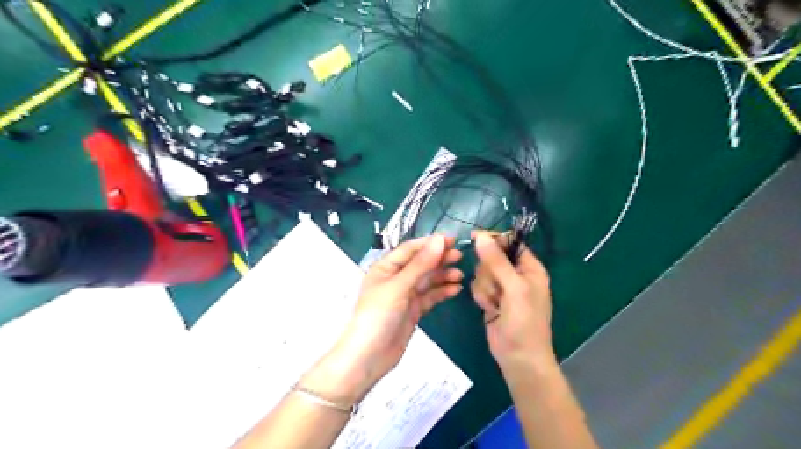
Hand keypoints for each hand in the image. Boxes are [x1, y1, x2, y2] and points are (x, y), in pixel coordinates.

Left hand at [311, 236, 466, 402]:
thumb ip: (421, 264)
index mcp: (386, 268)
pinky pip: (429, 297)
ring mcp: (404, 296)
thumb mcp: (399, 286)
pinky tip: (456, 289)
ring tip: (460, 274)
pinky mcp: (412, 311)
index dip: (430, 243)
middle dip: (439, 259)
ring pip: (427, 281)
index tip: (452, 241)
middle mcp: (395, 279)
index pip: (410, 249)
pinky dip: (442, 292)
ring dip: (443, 276)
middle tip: (460, 257)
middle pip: (420, 264)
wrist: (369, 356)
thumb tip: (439, 240)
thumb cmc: (379, 315)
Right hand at [470, 232, 557, 371]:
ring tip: (495, 303)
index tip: (475, 239)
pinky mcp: (491, 298)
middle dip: (488, 271)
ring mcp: (502, 287)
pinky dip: (481, 296)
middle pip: (491, 256)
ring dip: (485, 287)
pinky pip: (478, 286)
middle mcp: (516, 274)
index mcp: (530, 267)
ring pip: (482, 272)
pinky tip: (489, 309)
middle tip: (497, 288)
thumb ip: (497, 261)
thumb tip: (481, 236)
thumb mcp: (514, 288)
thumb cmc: (524, 322)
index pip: (510, 242)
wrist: (518, 357)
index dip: (493, 240)